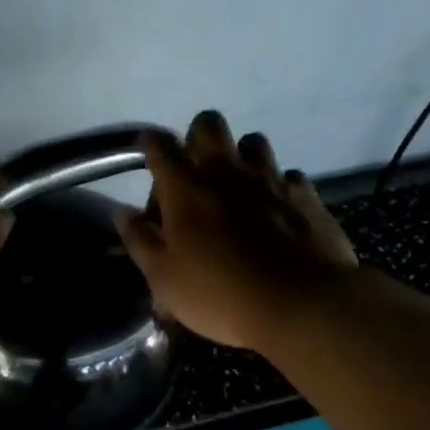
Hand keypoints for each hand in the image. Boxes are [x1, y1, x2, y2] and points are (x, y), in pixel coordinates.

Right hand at [115, 111, 357, 351]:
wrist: (301, 305)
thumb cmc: (219, 294)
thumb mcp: (163, 278)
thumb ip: (140, 241)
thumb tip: (123, 213)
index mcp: (186, 188)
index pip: (160, 145)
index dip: (150, 145)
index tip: (149, 158)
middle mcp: (227, 171)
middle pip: (208, 124)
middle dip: (197, 140)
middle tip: (195, 176)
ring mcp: (271, 179)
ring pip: (253, 141)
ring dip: (241, 158)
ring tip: (238, 192)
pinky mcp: (306, 196)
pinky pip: (288, 176)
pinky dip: (277, 187)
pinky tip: (276, 213)